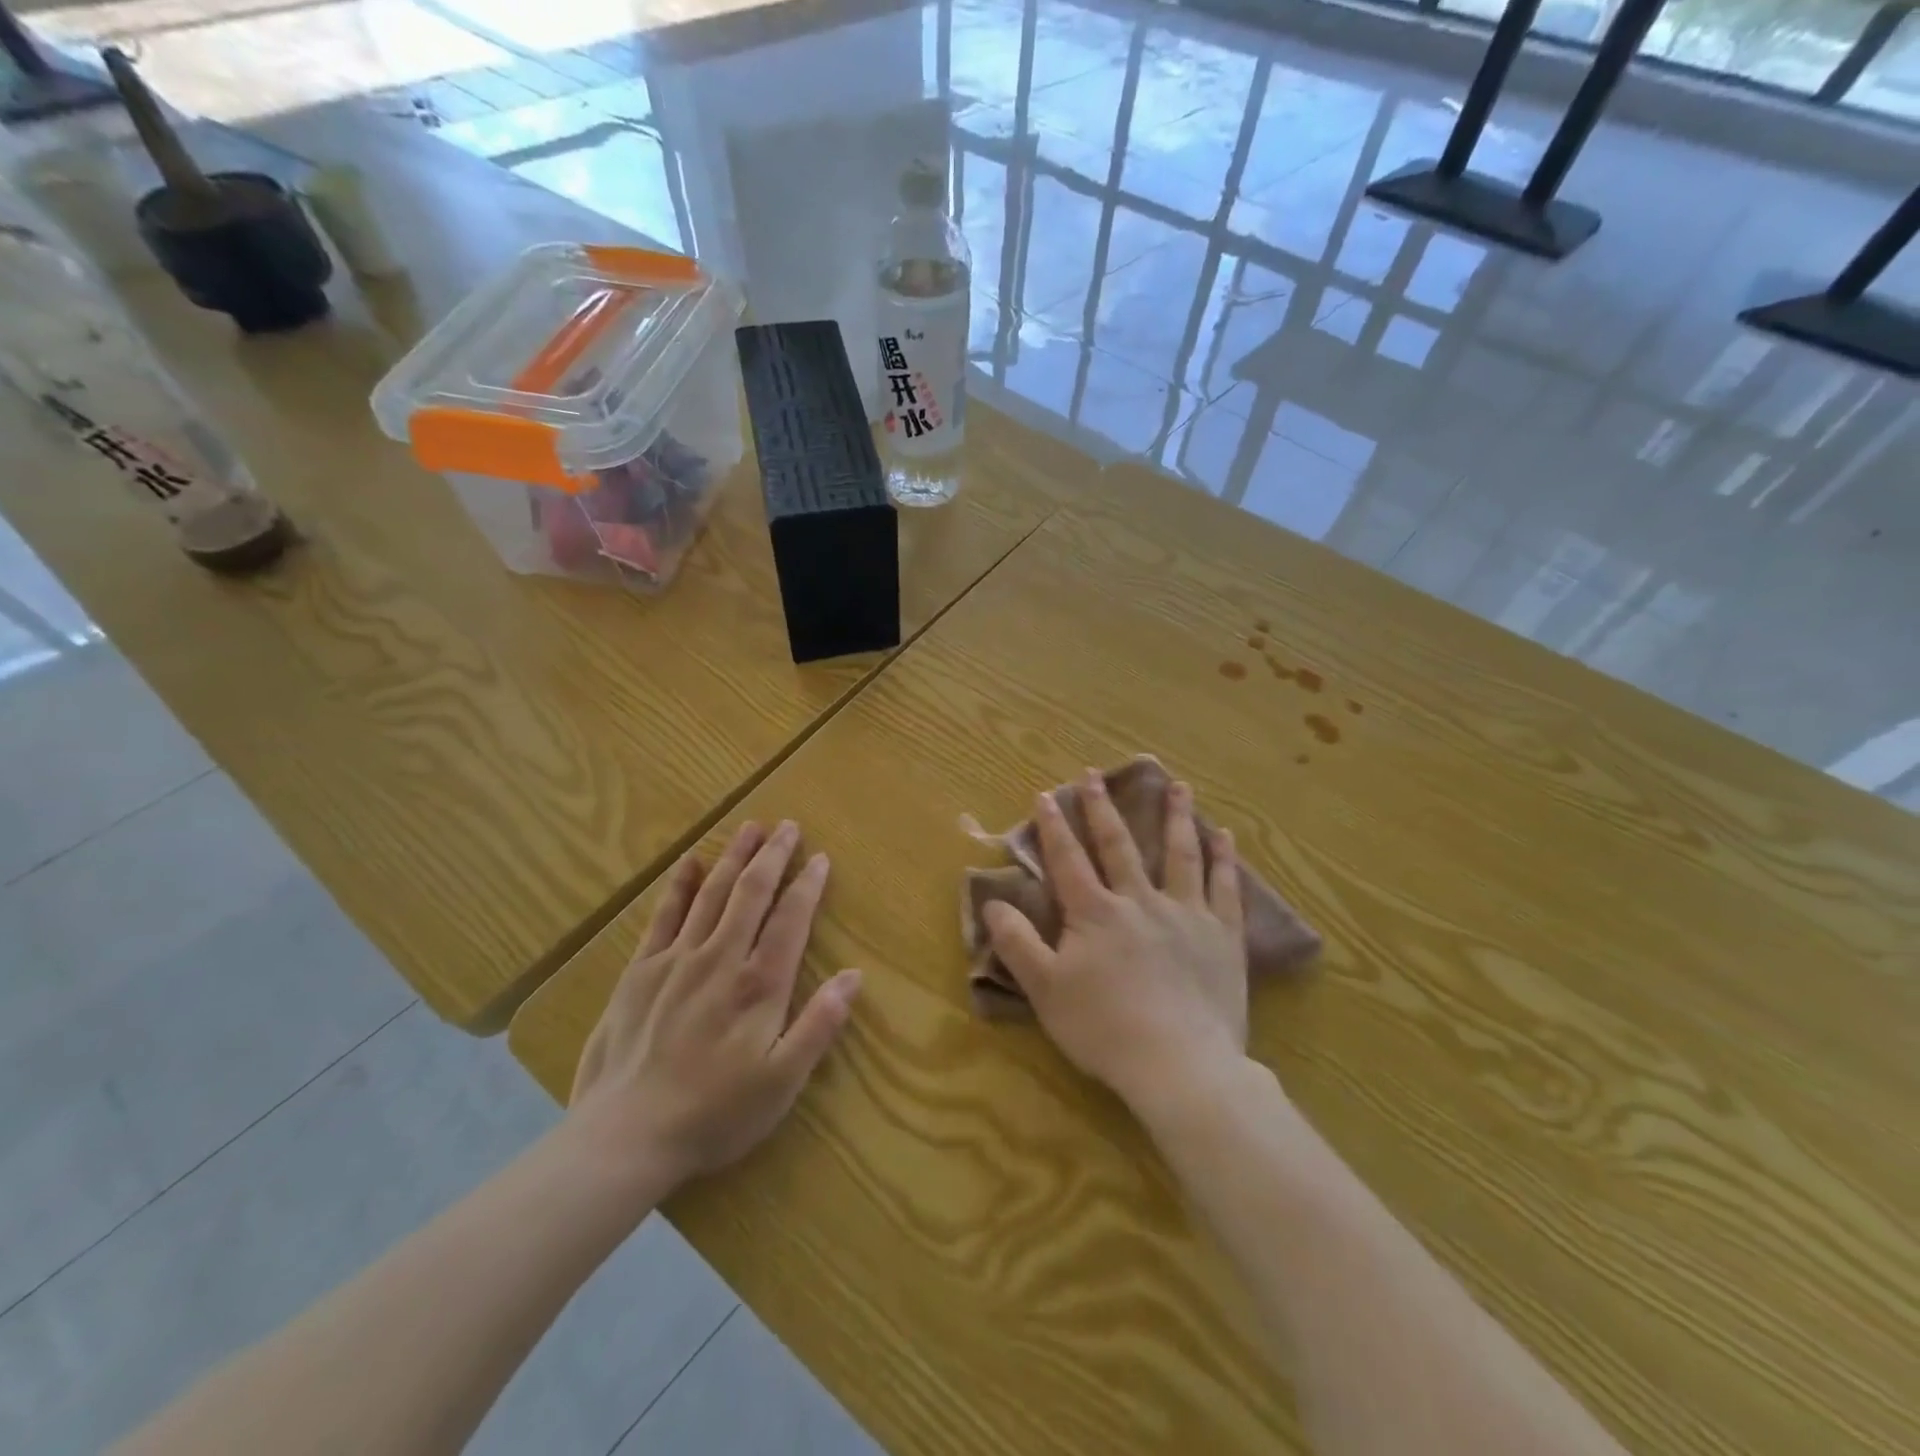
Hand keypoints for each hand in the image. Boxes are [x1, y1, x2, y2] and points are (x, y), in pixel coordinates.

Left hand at [567, 821, 861, 1189]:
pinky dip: (680, 886)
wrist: (624, 1137)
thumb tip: (854, 976)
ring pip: (712, 893)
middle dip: (772, 856)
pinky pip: (664, 916)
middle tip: (788, 826)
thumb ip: (819, 1025)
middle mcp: (721, 958)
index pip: (791, 919)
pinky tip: (690, 862)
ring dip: (734, 857)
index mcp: (759, 984)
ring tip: (750, 827)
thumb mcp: (782, 1082)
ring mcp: (677, 960)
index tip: (820, 858)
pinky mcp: (640, 971)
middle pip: (752, 893)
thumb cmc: (714, 1113)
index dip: (808, 885)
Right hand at [983, 771, 1247, 1113]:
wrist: (1180, 1065)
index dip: (1053, 826)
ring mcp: (1186, 914)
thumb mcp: (1045, 990)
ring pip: (1180, 854)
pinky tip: (1224, 835)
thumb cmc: (1105, 1029)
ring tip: (1177, 785)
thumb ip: (1017, 943)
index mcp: (1095, 913)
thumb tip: (992, 902)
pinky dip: (1223, 858)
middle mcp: (1140, 901)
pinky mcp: (1222, 936)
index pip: (1068, 859)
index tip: (1046, 794)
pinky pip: (1224, 887)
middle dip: (1103, 808)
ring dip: (1175, 817)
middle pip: (1119, 845)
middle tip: (1096, 775)